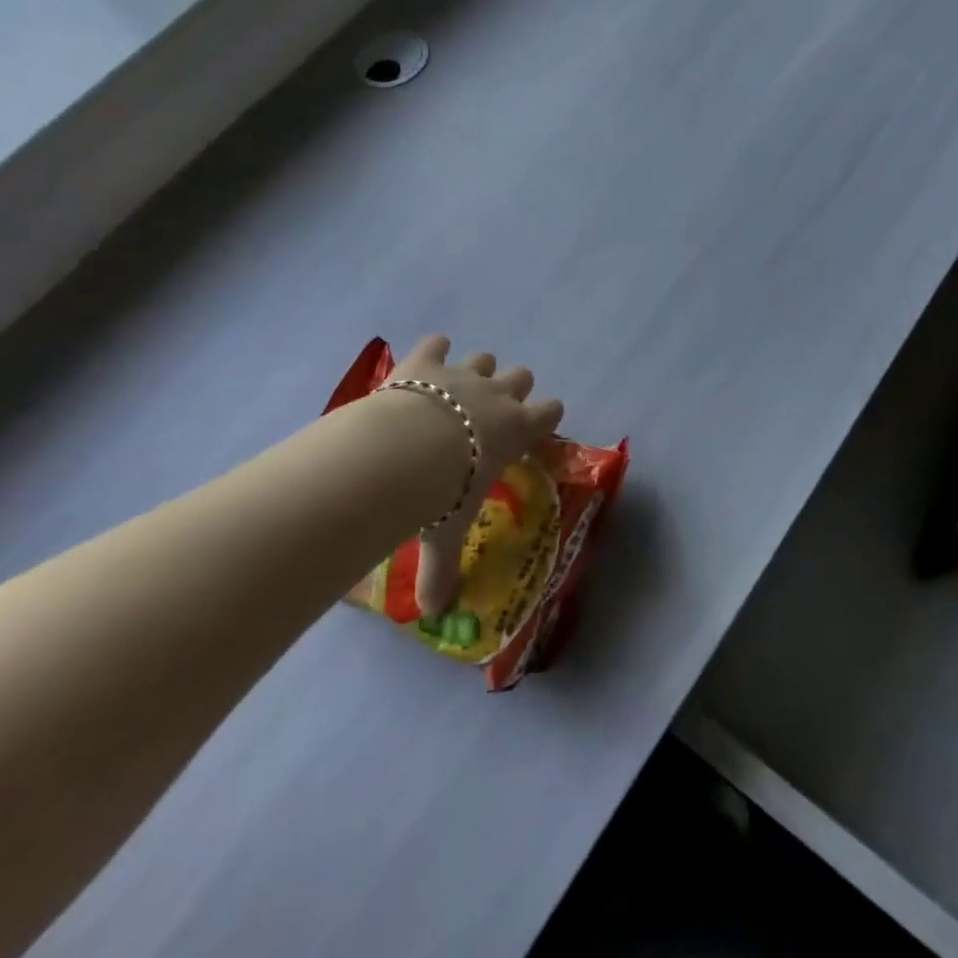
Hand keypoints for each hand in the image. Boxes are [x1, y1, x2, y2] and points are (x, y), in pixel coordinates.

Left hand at [386, 335, 564, 615]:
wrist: (405, 448)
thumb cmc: (443, 491)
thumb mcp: (447, 534)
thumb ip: (442, 571)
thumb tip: (434, 614)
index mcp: (517, 429)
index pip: (551, 411)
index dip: (546, 415)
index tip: (535, 426)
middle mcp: (498, 395)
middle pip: (522, 375)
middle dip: (511, 389)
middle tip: (490, 412)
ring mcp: (464, 373)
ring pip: (485, 358)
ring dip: (475, 370)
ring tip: (455, 390)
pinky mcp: (427, 360)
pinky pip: (436, 343)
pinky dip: (431, 352)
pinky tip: (421, 365)